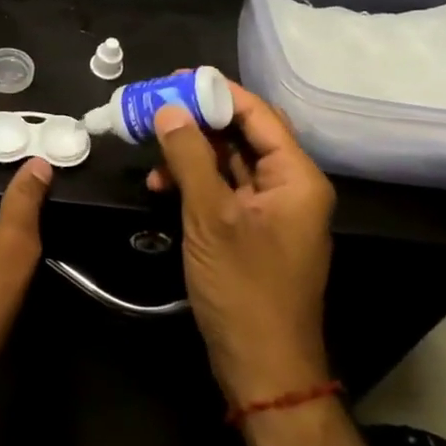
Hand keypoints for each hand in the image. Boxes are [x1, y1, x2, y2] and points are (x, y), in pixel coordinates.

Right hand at [148, 80, 335, 405]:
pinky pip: (222, 188)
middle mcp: (289, 187)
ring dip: (190, 151)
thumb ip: (190, 158)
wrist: (262, 366)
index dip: (218, 91)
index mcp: (296, 178)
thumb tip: (168, 108)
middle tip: (155, 105)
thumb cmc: (244, 288)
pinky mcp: (250, 229)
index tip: (175, 78)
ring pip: (228, 161)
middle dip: (198, 120)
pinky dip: (193, 180)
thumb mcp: (211, 217)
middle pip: (243, 134)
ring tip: (150, 147)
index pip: (259, 115)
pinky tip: (161, 184)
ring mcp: (270, 210)